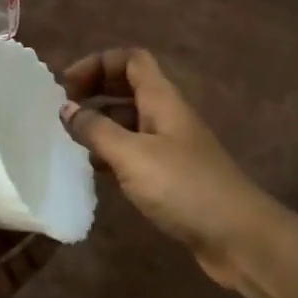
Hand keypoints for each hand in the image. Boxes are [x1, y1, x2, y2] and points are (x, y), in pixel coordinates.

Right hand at [60, 48, 279, 289]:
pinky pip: (133, 153)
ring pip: (128, 122)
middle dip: (94, 90)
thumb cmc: (184, 187)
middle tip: (60, 109)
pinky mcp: (170, 177)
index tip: (66, 85)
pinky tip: (90, 170)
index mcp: (162, 100)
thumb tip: (65, 109)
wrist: (238, 237)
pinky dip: (110, 154)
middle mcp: (166, 116)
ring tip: (67, 140)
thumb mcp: (132, 155)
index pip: (131, 60)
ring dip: (99, 124)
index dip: (98, 62)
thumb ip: (96, 130)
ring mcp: (170, 147)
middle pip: (128, 87)